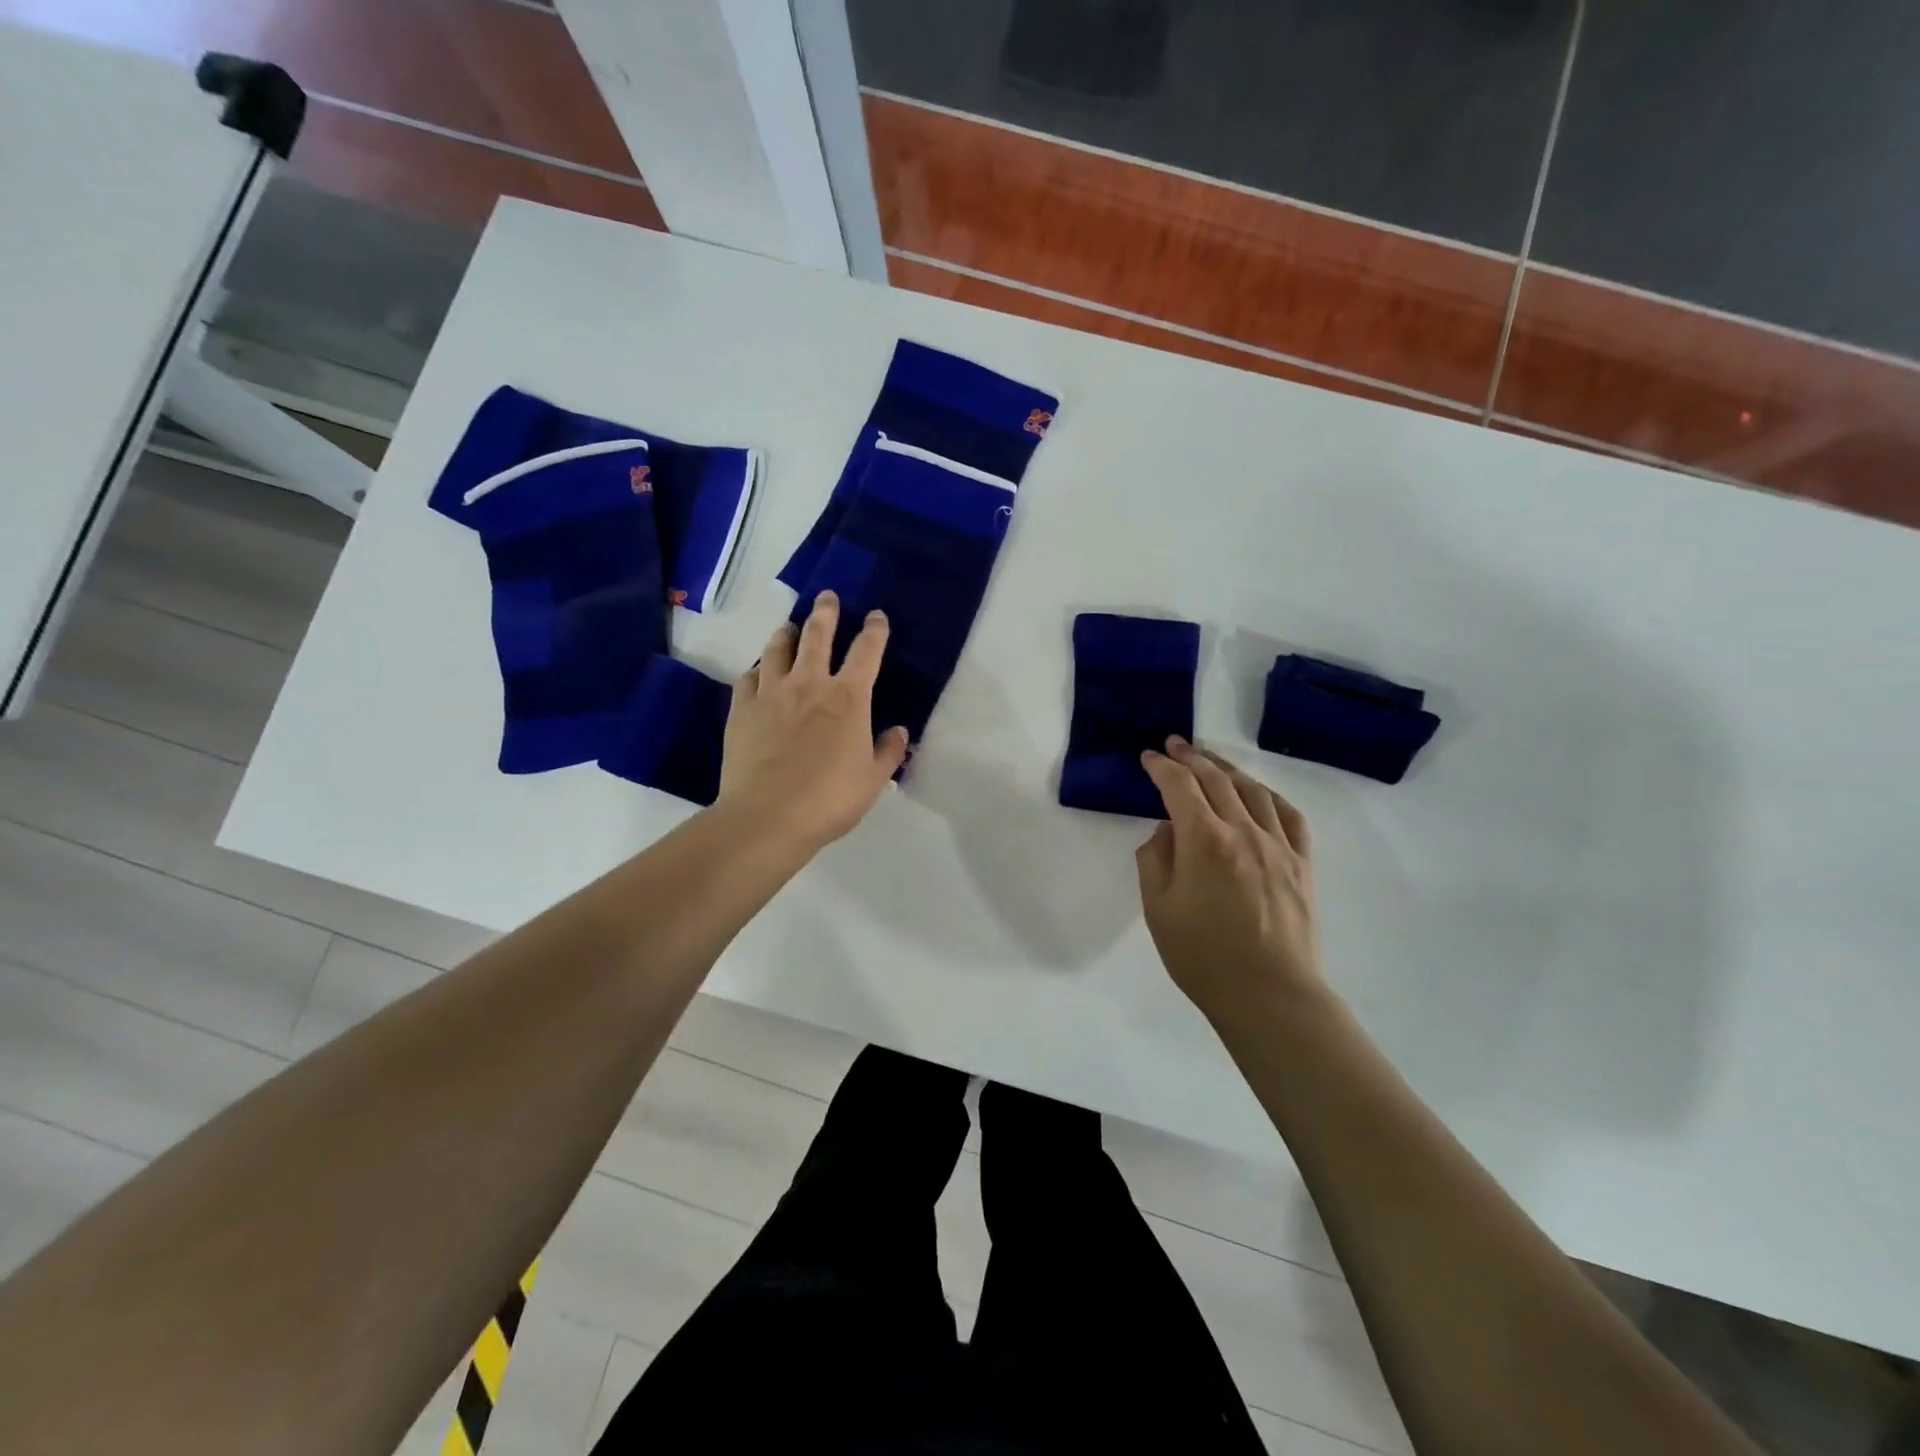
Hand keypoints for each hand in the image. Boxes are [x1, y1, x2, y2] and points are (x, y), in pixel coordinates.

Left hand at [717, 591, 910, 850]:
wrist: (767, 817)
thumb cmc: (829, 800)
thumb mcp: (872, 780)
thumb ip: (888, 751)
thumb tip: (898, 731)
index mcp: (848, 698)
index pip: (866, 652)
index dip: (874, 630)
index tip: (876, 616)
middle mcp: (810, 684)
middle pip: (818, 636)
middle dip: (825, 612)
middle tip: (826, 596)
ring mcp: (771, 694)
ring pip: (778, 649)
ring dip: (786, 634)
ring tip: (789, 627)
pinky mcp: (741, 710)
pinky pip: (748, 679)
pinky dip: (756, 671)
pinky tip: (757, 674)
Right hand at [1136, 738, 1320, 1027]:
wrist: (1269, 995)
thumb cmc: (1202, 956)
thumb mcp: (1158, 909)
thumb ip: (1155, 860)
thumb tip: (1167, 832)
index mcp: (1204, 840)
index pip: (1179, 786)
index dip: (1161, 767)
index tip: (1147, 758)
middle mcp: (1244, 831)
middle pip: (1217, 779)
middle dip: (1191, 757)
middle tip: (1175, 744)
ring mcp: (1279, 845)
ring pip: (1253, 790)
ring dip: (1228, 769)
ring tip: (1211, 760)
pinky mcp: (1302, 863)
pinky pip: (1289, 815)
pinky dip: (1269, 796)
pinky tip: (1259, 794)